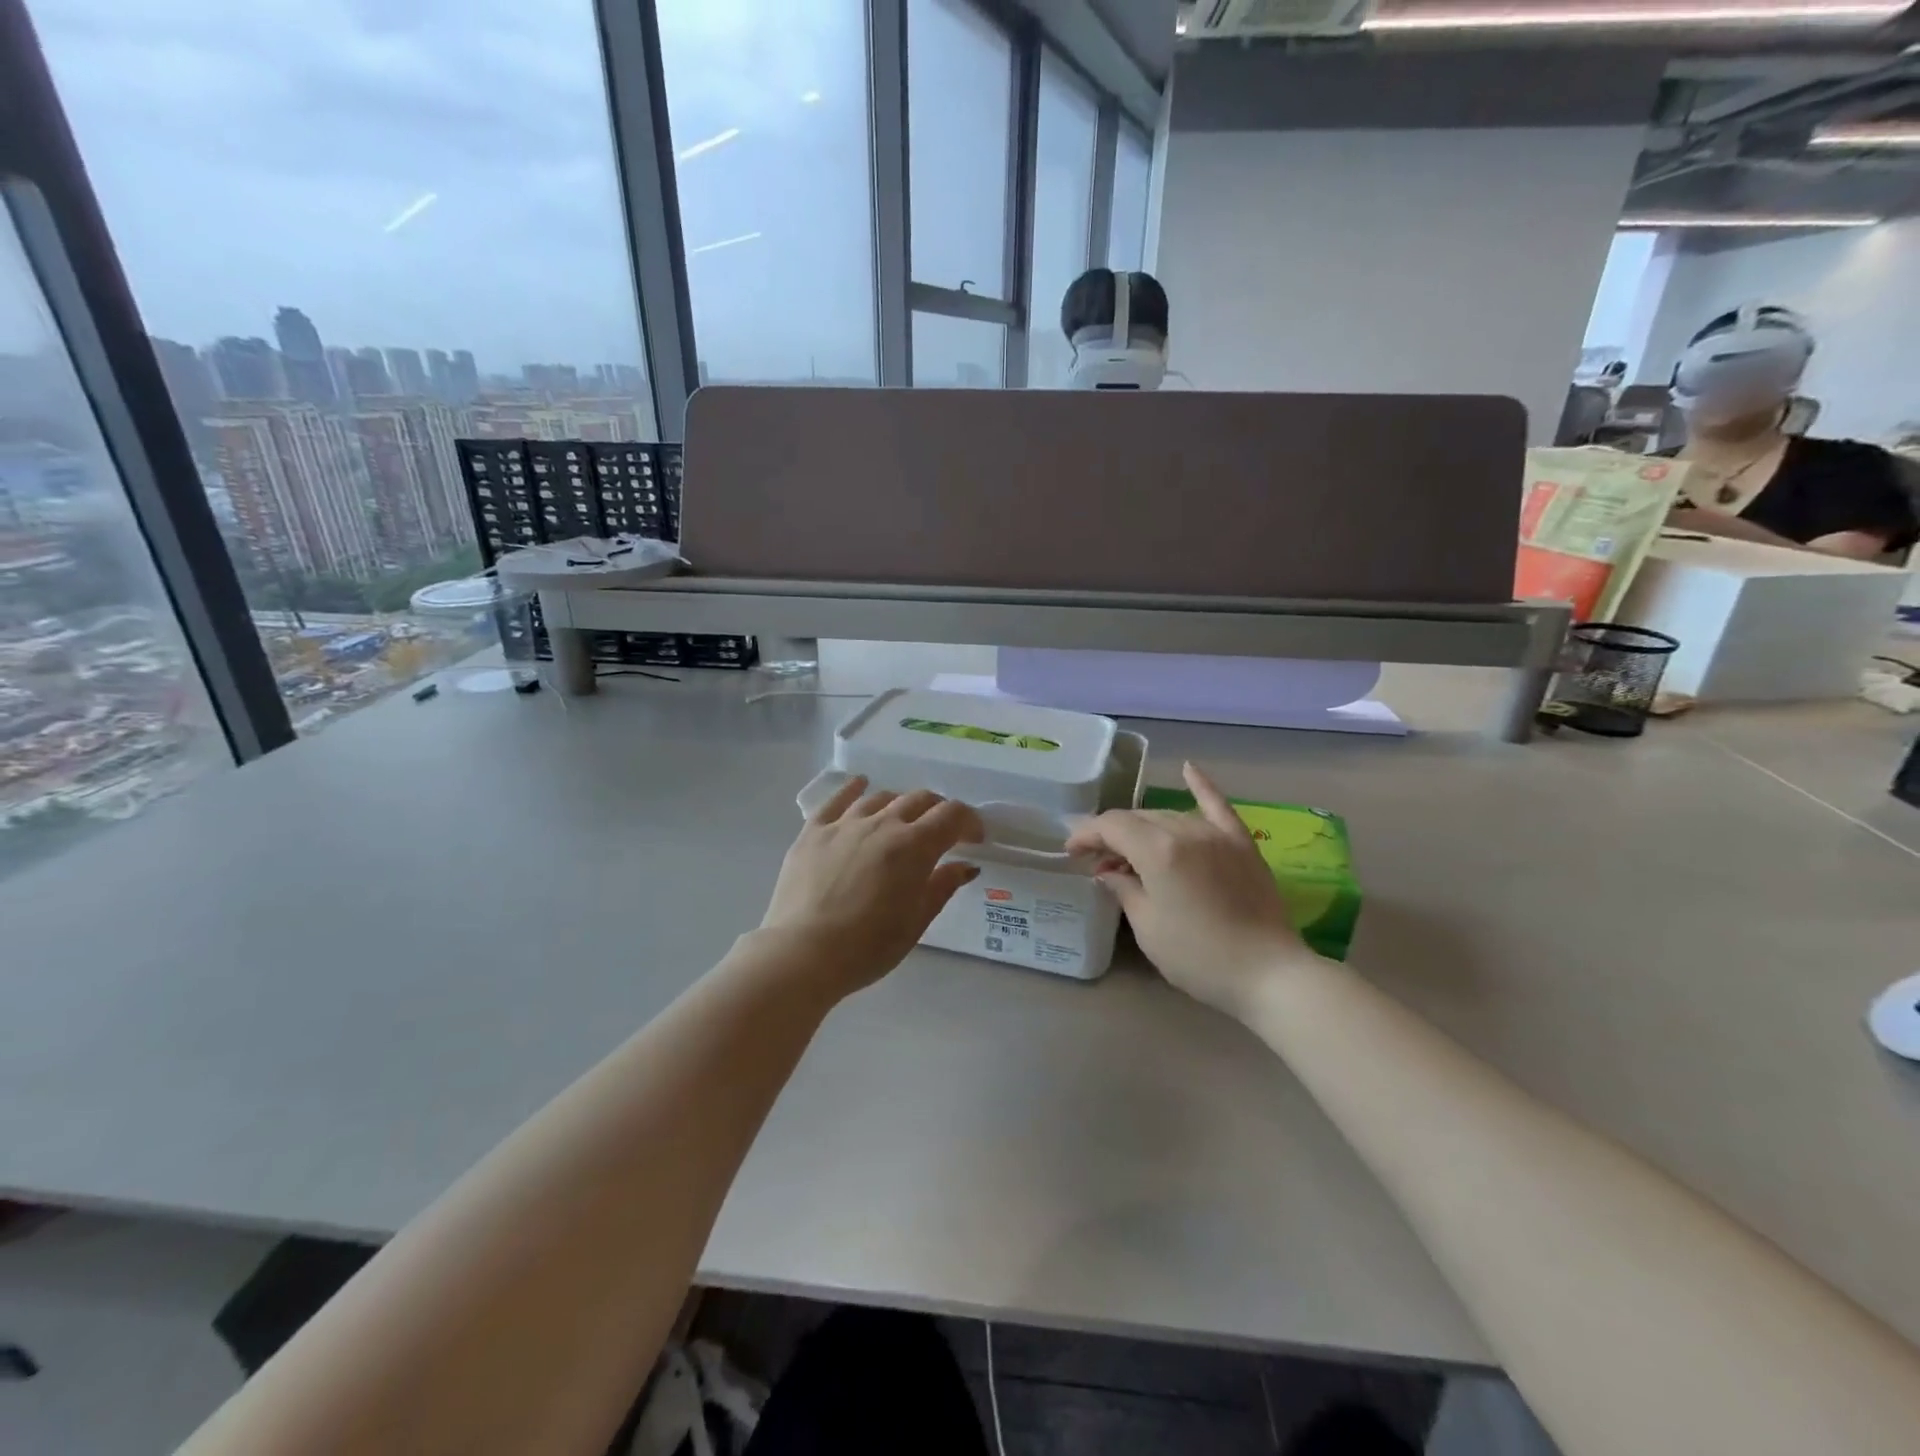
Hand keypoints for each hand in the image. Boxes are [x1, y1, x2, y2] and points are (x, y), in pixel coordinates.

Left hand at [759, 777, 985, 998]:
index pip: (952, 815)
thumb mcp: (916, 922)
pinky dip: (854, 788)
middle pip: (919, 800)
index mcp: (913, 846)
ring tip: (903, 821)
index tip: (974, 839)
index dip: (969, 822)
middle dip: (938, 811)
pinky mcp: (813, 831)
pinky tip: (860, 784)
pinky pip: (837, 799)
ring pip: (882, 798)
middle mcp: (882, 824)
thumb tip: (966, 865)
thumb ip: (942, 886)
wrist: (802, 954)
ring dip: (900, 805)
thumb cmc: (868, 947)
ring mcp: (845, 823)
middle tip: (942, 832)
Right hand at [1066, 763, 1312, 1022]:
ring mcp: (1217, 834)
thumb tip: (1108, 872)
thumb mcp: (1148, 927)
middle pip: (1139, 819)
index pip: (1112, 826)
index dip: (1087, 835)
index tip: (1071, 853)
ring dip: (1144, 828)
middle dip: (1113, 835)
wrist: (1270, 974)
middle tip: (1099, 863)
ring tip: (1130, 851)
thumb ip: (1124, 889)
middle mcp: (1186, 831)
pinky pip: (1217, 806)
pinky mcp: (1242, 844)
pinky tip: (1188, 768)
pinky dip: (1201, 786)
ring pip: (1169, 816)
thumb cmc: (1198, 956)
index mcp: (1158, 851)